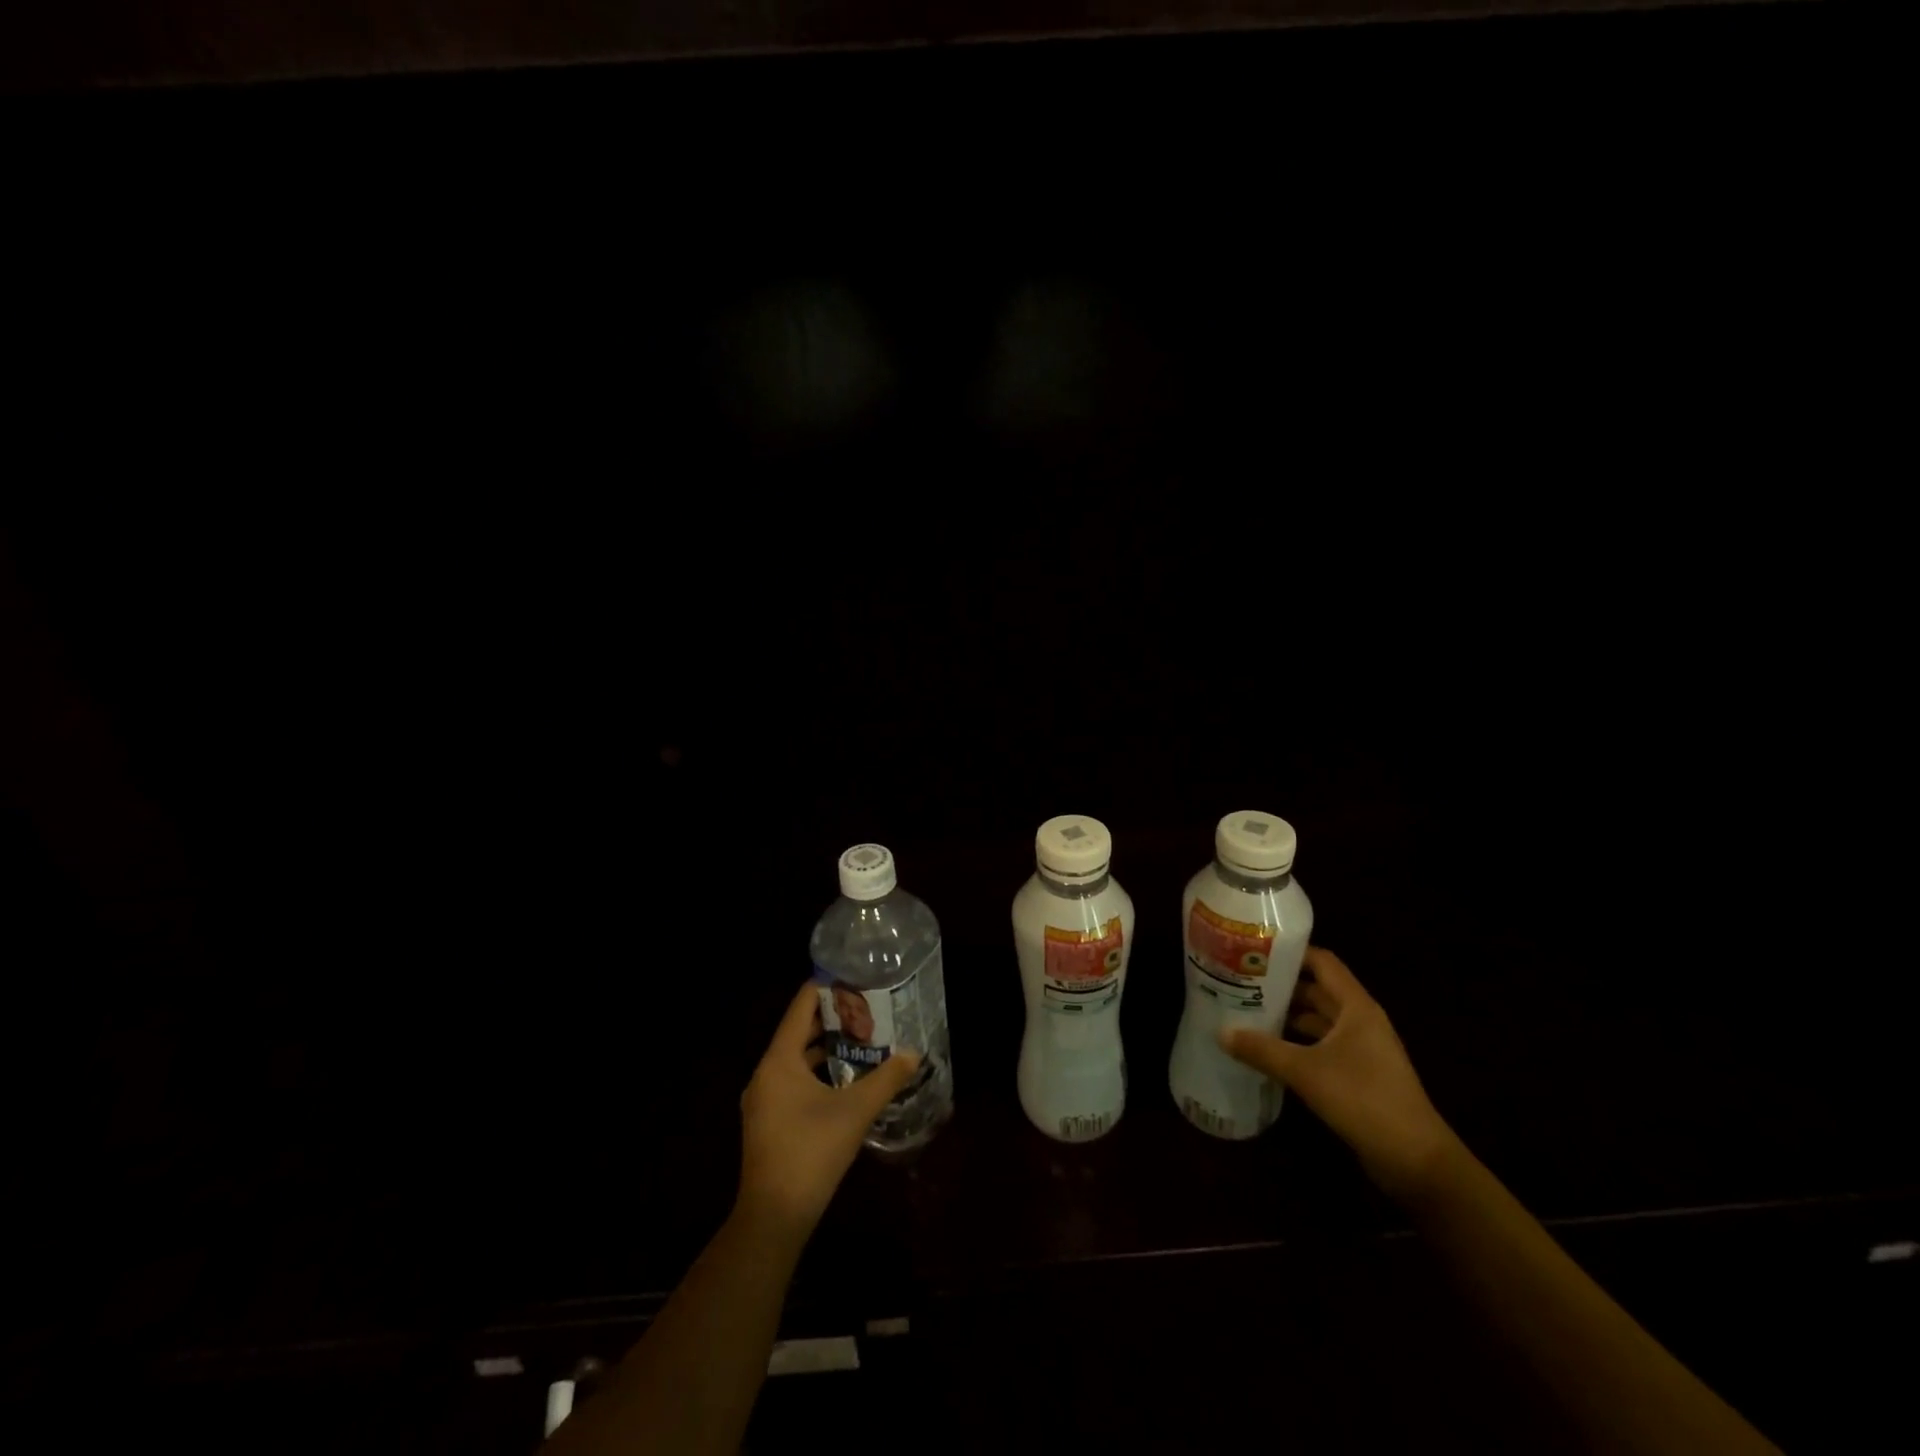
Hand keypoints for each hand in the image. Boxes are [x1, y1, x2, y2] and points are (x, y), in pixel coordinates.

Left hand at [737, 984, 921, 1234]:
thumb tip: (914, 1053)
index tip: (855, 976)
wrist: (773, 1217)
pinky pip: (792, 1080)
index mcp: (779, 1060)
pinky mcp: (768, 1121)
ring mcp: (764, 1099)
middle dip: (832, 1018)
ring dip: (825, 1047)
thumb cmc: (811, 1152)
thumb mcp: (855, 1111)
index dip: (826, 988)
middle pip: (798, 1031)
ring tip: (862, 1036)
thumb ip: (886, 1079)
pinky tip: (845, 1077)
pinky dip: (816, 1071)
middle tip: (867, 1005)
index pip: (801, 1007)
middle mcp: (766, 1072)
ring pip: (796, 1058)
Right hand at [1221, 947, 1458, 1198]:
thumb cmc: (1365, 1100)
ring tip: (1245, 1011)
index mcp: (1356, 1007)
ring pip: (1317, 1020)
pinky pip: (1320, 1046)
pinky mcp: (1357, 1075)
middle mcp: (1360, 1021)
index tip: (1253, 950)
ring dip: (1286, 1016)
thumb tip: (1220, 1031)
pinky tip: (1266, 1049)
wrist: (1416, 1161)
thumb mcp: (1306, 1072)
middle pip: (1316, 990)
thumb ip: (1262, 1049)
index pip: (1322, 962)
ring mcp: (1361, 1049)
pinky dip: (1295, 1043)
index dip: (1290, 952)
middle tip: (1239, 981)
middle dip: (1280, 985)